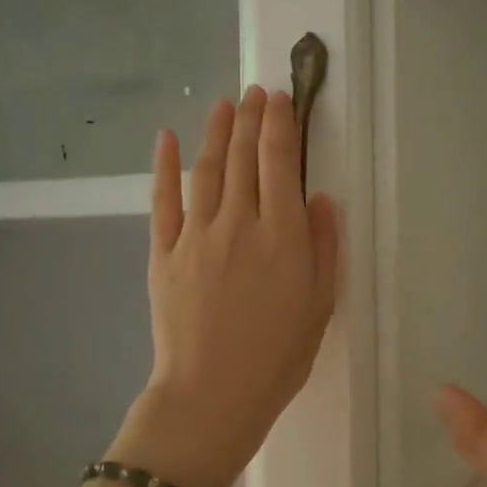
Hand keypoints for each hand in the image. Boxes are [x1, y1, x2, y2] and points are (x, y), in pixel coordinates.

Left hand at [113, 87, 339, 486]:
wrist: (212, 395)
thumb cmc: (278, 357)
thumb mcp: (320, 304)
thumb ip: (323, 245)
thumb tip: (319, 197)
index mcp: (283, 236)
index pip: (280, 163)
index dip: (280, 124)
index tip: (281, 98)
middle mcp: (240, 223)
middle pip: (242, 157)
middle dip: (250, 118)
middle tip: (255, 91)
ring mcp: (196, 235)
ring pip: (206, 170)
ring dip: (215, 131)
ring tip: (223, 103)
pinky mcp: (163, 252)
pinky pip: (162, 200)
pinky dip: (164, 166)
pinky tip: (166, 137)